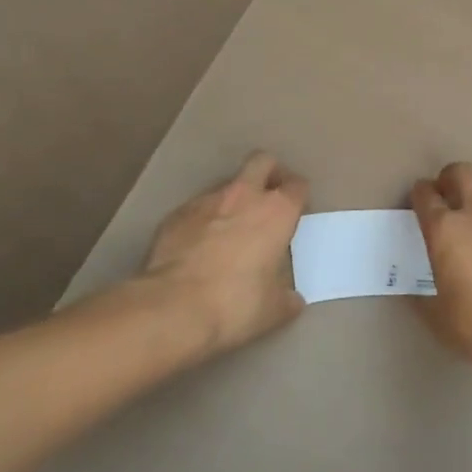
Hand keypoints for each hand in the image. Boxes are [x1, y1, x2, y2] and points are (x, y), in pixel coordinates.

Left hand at [137, 151, 308, 356]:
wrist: (172, 307)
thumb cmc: (235, 304)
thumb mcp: (272, 310)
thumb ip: (286, 298)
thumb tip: (292, 300)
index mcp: (276, 212)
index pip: (297, 185)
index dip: (299, 195)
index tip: (297, 211)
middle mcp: (244, 196)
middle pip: (262, 161)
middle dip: (269, 173)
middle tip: (269, 198)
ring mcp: (206, 201)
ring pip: (227, 184)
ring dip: (234, 199)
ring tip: (230, 229)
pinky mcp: (176, 214)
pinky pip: (197, 208)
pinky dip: (203, 220)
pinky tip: (198, 246)